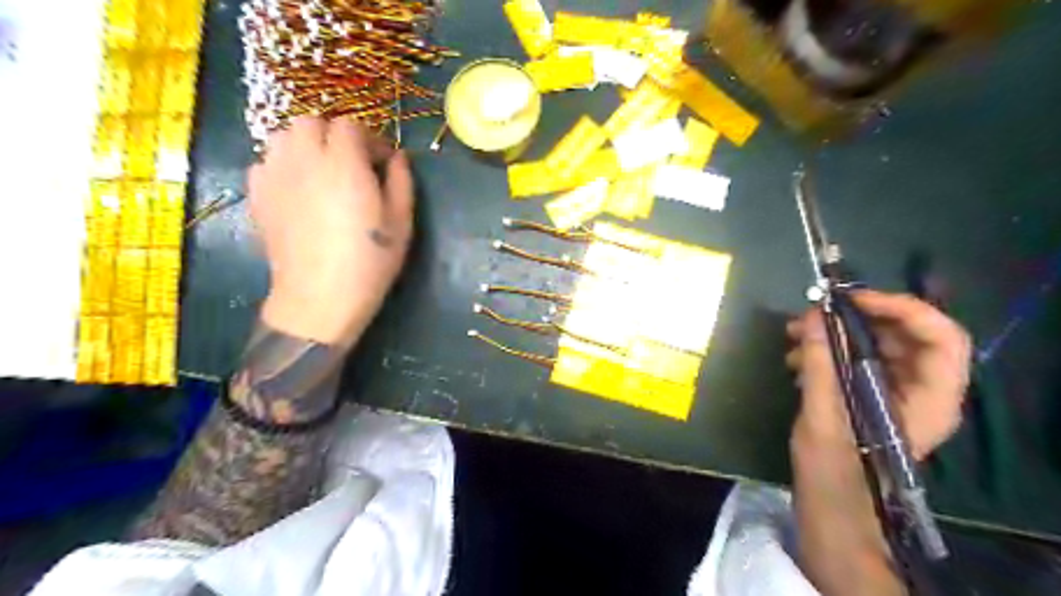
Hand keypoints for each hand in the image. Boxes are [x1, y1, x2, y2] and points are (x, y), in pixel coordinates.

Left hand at [249, 117, 412, 345]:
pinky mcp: (258, 195)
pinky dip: (282, 165)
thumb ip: (401, 182)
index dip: (369, 139)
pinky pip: (265, 162)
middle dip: (334, 135)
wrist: (320, 296)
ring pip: (283, 137)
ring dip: (305, 145)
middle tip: (351, 164)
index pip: (350, 126)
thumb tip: (397, 158)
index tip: (381, 163)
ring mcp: (275, 175)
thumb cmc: (369, 261)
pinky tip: (297, 189)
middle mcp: (305, 159)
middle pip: (311, 123)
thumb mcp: (401, 223)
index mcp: (344, 164)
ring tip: (321, 171)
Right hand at [786, 290, 967, 457]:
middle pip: (903, 334)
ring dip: (834, 332)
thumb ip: (820, 363)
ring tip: (793, 335)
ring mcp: (897, 391)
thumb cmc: (834, 470)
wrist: (831, 506)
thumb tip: (814, 315)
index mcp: (930, 399)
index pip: (941, 337)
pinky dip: (828, 350)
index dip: (902, 309)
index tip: (851, 300)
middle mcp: (922, 389)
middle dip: (854, 318)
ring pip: (876, 343)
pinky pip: (857, 357)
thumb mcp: (823, 416)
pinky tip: (796, 359)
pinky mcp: (872, 393)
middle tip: (811, 314)